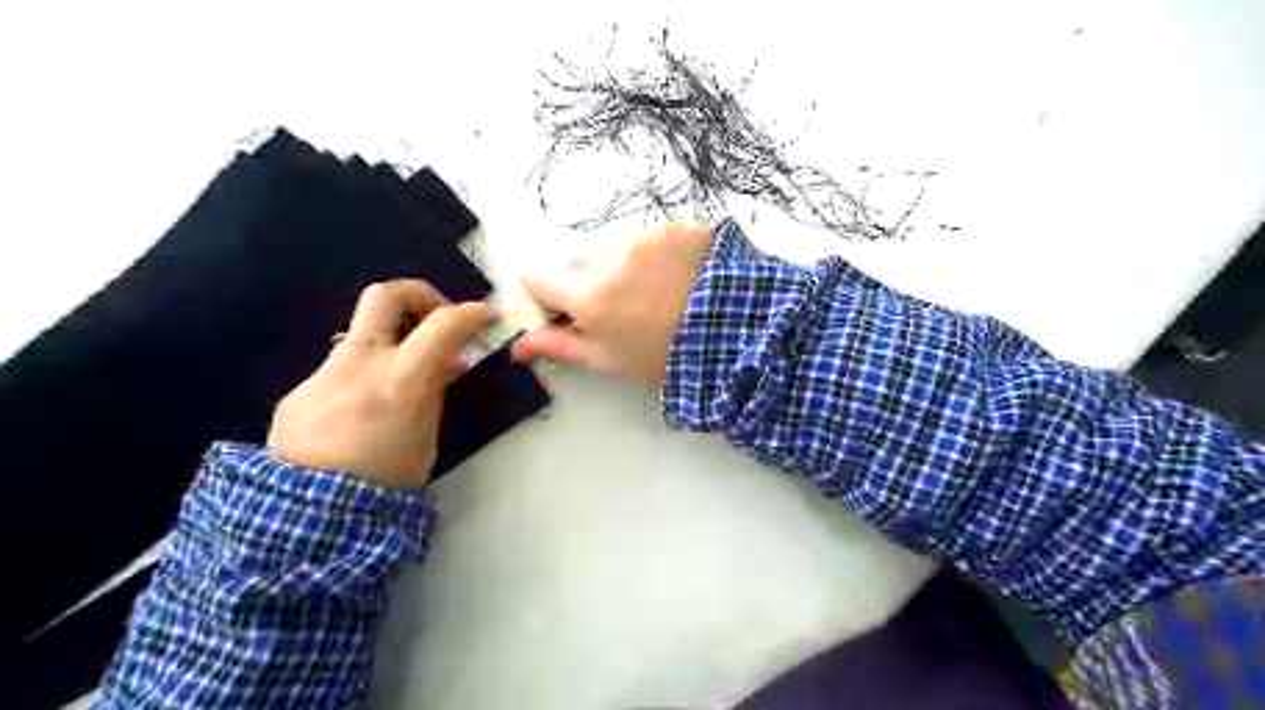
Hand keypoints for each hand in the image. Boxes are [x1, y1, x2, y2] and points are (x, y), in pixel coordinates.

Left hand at [267, 278, 494, 488]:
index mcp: (399, 379)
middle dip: (419, 294)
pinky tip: (363, 413)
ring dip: (391, 346)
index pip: (443, 323)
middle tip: (437, 315)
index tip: (487, 317)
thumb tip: (447, 363)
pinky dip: (363, 379)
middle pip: (384, 295)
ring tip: (403, 381)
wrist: (308, 517)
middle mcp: (358, 364)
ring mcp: (322, 374)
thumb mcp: (427, 436)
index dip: (472, 313)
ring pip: (361, 338)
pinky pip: (340, 372)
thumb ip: (435, 391)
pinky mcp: (298, 392)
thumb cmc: (386, 482)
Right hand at [510, 222, 709, 388]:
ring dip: (617, 263)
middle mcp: (608, 255)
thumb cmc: (666, 356)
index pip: (534, 275)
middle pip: (573, 258)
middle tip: (617, 306)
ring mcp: (644, 236)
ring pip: (610, 245)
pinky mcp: (674, 226)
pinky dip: (650, 253)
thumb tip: (516, 347)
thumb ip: (559, 347)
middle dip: (584, 279)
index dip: (544, 293)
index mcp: (587, 294)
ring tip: (652, 291)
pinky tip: (675, 276)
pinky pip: (646, 236)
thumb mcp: (609, 359)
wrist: (739, 335)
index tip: (562, 309)